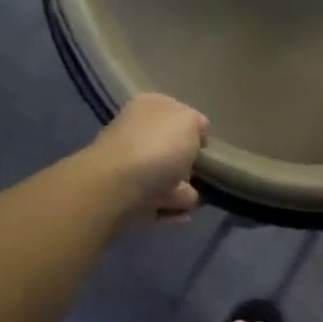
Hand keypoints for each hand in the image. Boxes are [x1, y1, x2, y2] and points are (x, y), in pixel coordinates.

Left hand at [86, 92, 208, 223]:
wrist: (117, 188)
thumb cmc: (158, 146)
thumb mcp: (189, 121)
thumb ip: (196, 124)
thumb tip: (195, 135)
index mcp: (148, 107)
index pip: (175, 112)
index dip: (193, 128)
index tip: (205, 145)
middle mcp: (135, 132)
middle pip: (167, 147)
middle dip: (186, 162)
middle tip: (201, 174)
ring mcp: (128, 166)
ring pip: (162, 176)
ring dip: (180, 189)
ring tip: (191, 199)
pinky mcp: (125, 197)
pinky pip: (155, 202)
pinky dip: (169, 209)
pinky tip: (182, 214)